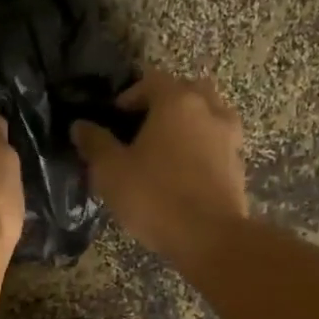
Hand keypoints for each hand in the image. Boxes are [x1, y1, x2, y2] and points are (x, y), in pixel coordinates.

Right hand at [70, 71, 247, 259]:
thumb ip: (95, 143)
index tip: (115, 118)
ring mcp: (229, 136)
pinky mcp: (239, 164)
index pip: (152, 80)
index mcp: (176, 101)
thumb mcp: (111, 171)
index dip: (130, 95)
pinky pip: (218, 143)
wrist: (209, 237)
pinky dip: (203, 147)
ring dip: (189, 123)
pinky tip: (186, 171)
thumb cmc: (155, 197)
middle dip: (165, 103)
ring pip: (208, 115)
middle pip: (186, 91)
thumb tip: (80, 125)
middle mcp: (208, 109)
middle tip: (143, 128)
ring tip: (167, 149)